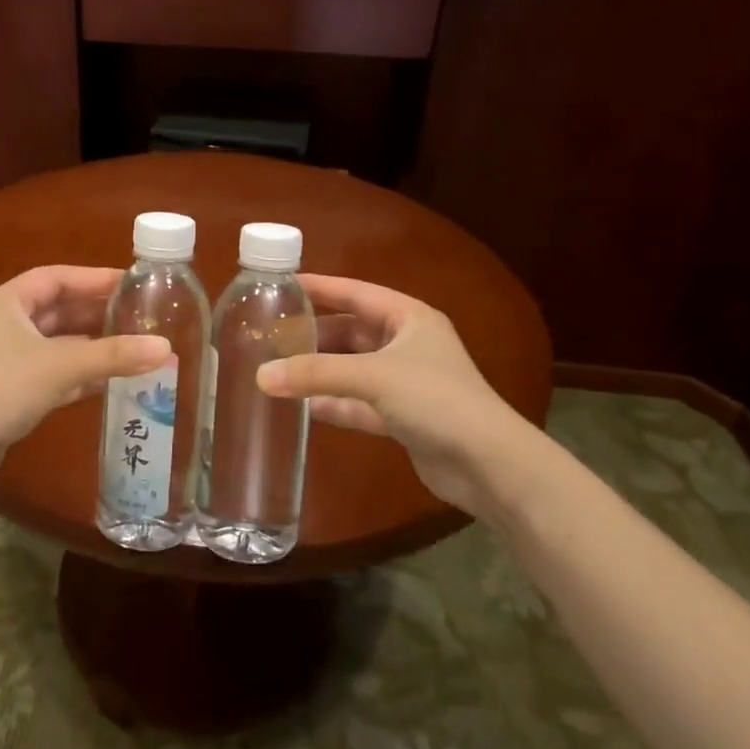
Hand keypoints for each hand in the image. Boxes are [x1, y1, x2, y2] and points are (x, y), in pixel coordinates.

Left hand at [0, 266, 170, 485]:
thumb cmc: (1, 388)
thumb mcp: (61, 366)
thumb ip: (113, 355)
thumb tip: (166, 347)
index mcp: (8, 302)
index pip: (57, 278)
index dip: (94, 278)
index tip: (131, 283)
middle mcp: (6, 324)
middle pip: (59, 310)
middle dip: (98, 313)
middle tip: (140, 315)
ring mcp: (8, 359)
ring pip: (59, 344)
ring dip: (93, 346)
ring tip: (135, 346)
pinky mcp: (12, 391)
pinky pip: (55, 373)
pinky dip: (81, 375)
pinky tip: (112, 381)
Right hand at [257, 275, 537, 516]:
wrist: (489, 465)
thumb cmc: (435, 400)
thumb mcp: (372, 377)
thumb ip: (315, 374)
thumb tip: (261, 376)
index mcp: (409, 318)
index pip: (356, 292)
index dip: (320, 287)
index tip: (282, 283)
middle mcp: (408, 344)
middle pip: (351, 331)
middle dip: (314, 334)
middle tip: (272, 335)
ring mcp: (406, 382)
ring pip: (353, 368)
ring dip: (321, 371)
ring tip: (279, 369)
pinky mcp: (404, 417)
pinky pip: (360, 403)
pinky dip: (335, 404)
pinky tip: (304, 408)